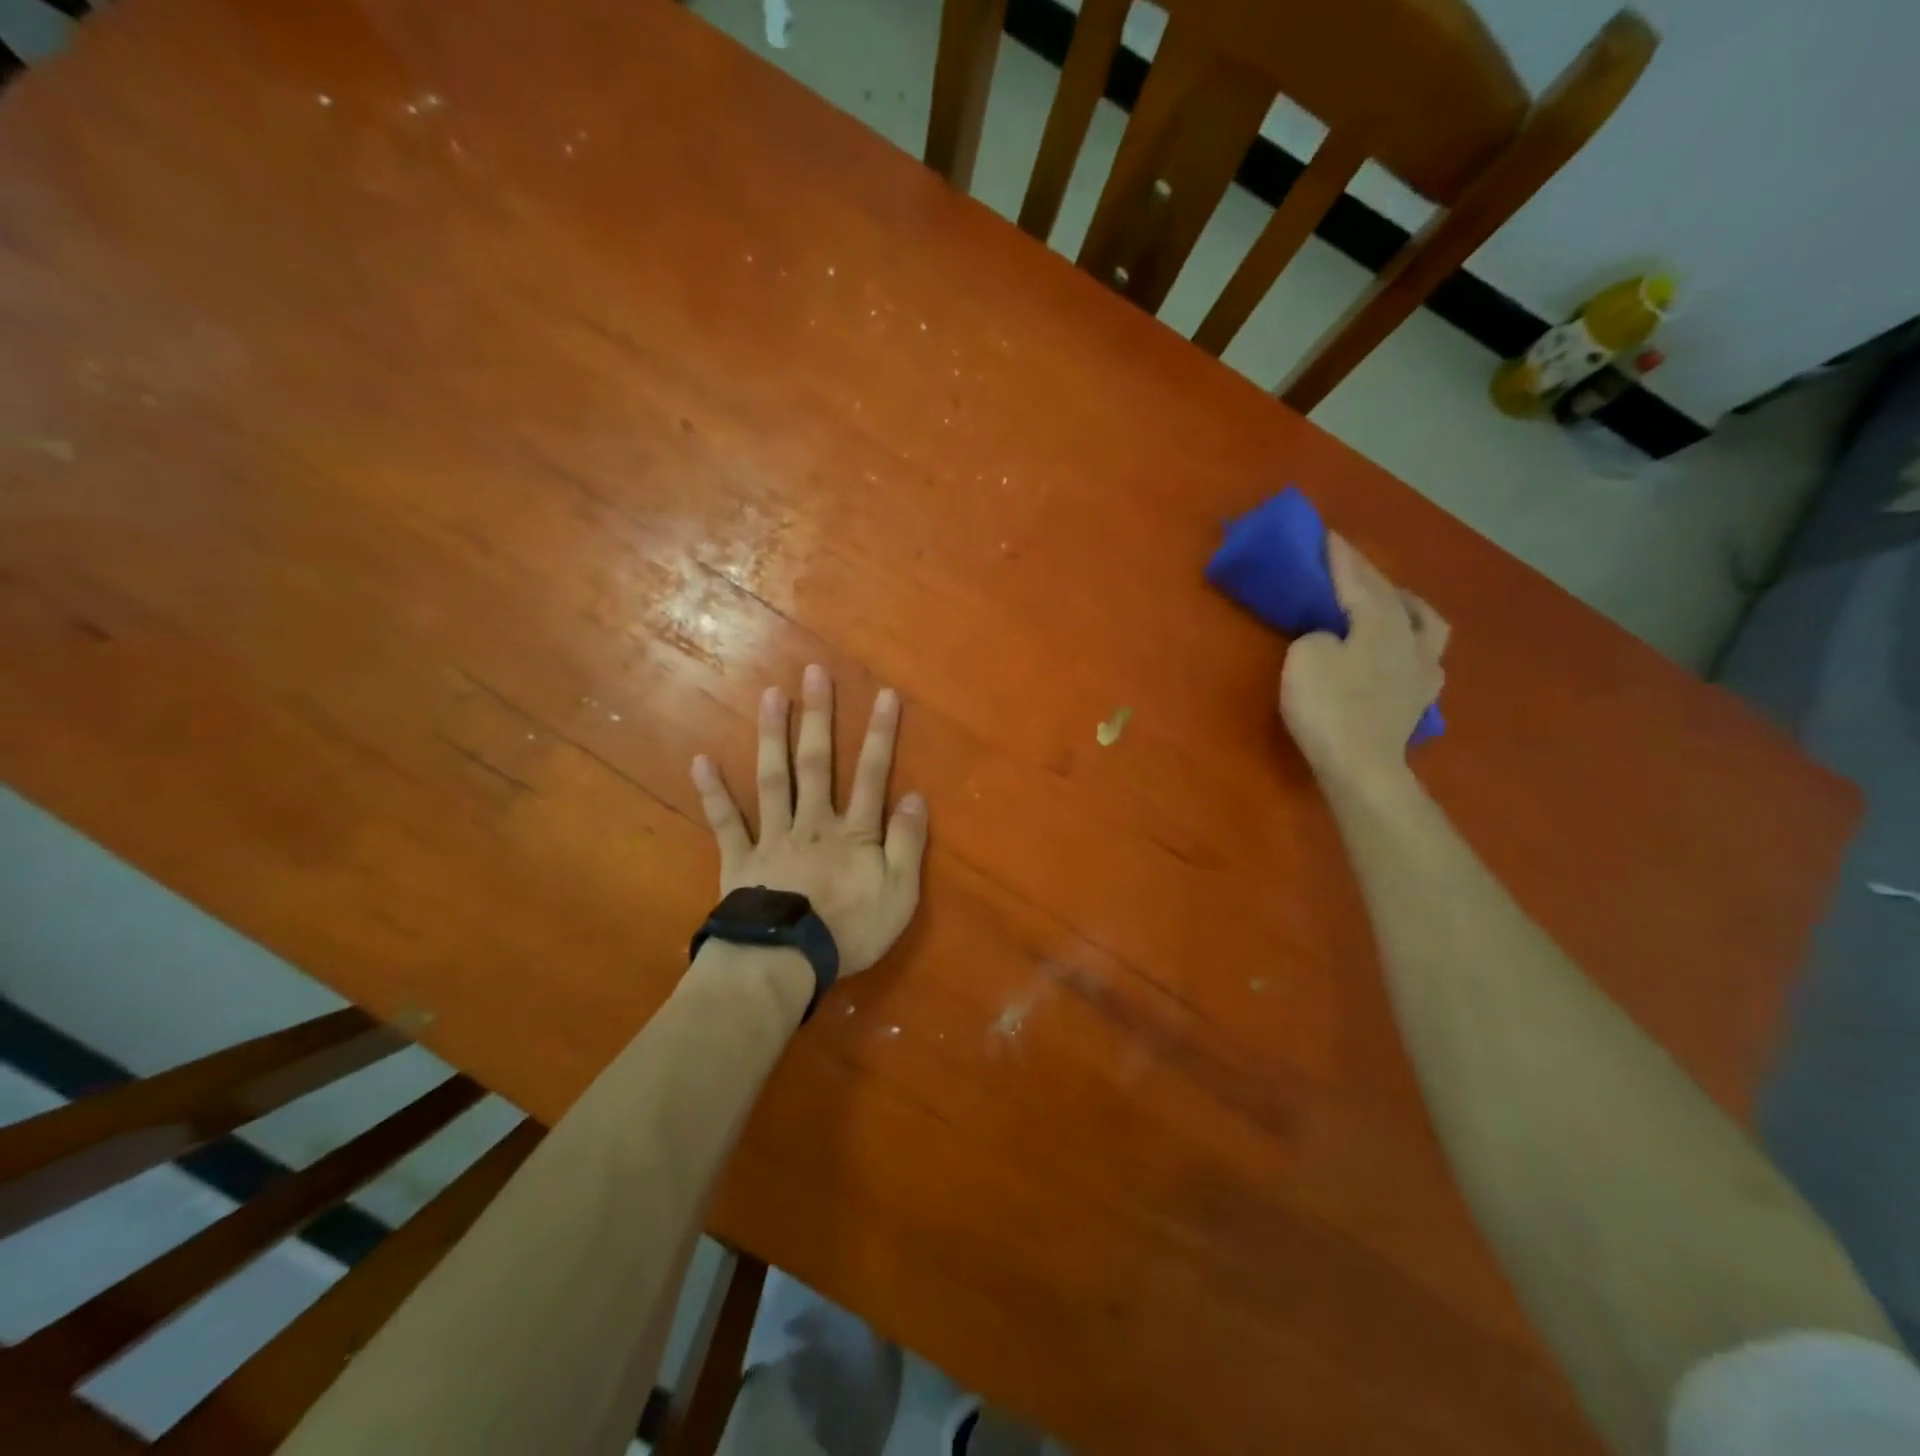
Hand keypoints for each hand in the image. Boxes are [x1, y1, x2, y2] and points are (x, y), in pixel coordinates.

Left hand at [690, 665, 928, 975]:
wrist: (784, 962)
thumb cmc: (849, 931)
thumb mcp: (899, 893)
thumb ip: (907, 843)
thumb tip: (914, 796)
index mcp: (853, 833)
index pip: (872, 774)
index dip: (880, 734)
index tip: (884, 694)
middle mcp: (812, 822)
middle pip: (817, 763)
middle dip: (819, 717)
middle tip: (814, 673)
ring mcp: (772, 837)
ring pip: (773, 779)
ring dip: (773, 736)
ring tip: (771, 695)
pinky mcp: (740, 860)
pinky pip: (725, 822)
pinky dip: (713, 792)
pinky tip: (700, 760)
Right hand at [1280, 534, 1448, 788]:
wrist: (1361, 767)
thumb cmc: (1329, 708)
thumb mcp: (1305, 658)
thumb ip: (1317, 634)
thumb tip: (1332, 637)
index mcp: (1381, 623)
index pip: (1359, 581)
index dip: (1341, 557)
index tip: (1328, 534)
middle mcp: (1410, 639)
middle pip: (1393, 596)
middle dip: (1369, 576)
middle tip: (1348, 563)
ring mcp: (1422, 671)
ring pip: (1424, 623)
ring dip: (1406, 605)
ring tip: (1390, 602)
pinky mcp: (1419, 699)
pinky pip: (1424, 656)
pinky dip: (1411, 642)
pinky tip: (1401, 651)